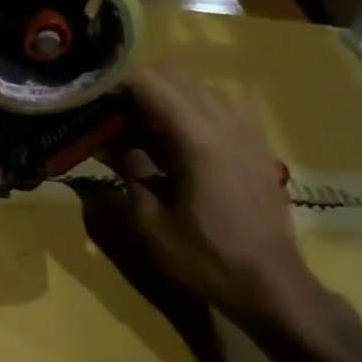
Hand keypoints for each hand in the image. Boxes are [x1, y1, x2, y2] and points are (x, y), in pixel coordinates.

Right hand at [93, 66, 321, 328]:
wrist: (270, 284)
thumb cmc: (204, 257)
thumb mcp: (150, 221)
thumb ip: (130, 171)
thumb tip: (111, 143)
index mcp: (199, 141)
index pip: (152, 84)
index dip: (117, 84)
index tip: (91, 98)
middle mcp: (227, 124)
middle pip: (176, 76)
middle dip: (138, 86)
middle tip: (110, 114)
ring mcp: (247, 133)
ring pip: (199, 88)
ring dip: (165, 97)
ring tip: (137, 127)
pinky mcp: (256, 146)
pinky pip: (218, 107)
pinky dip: (189, 111)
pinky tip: (172, 141)